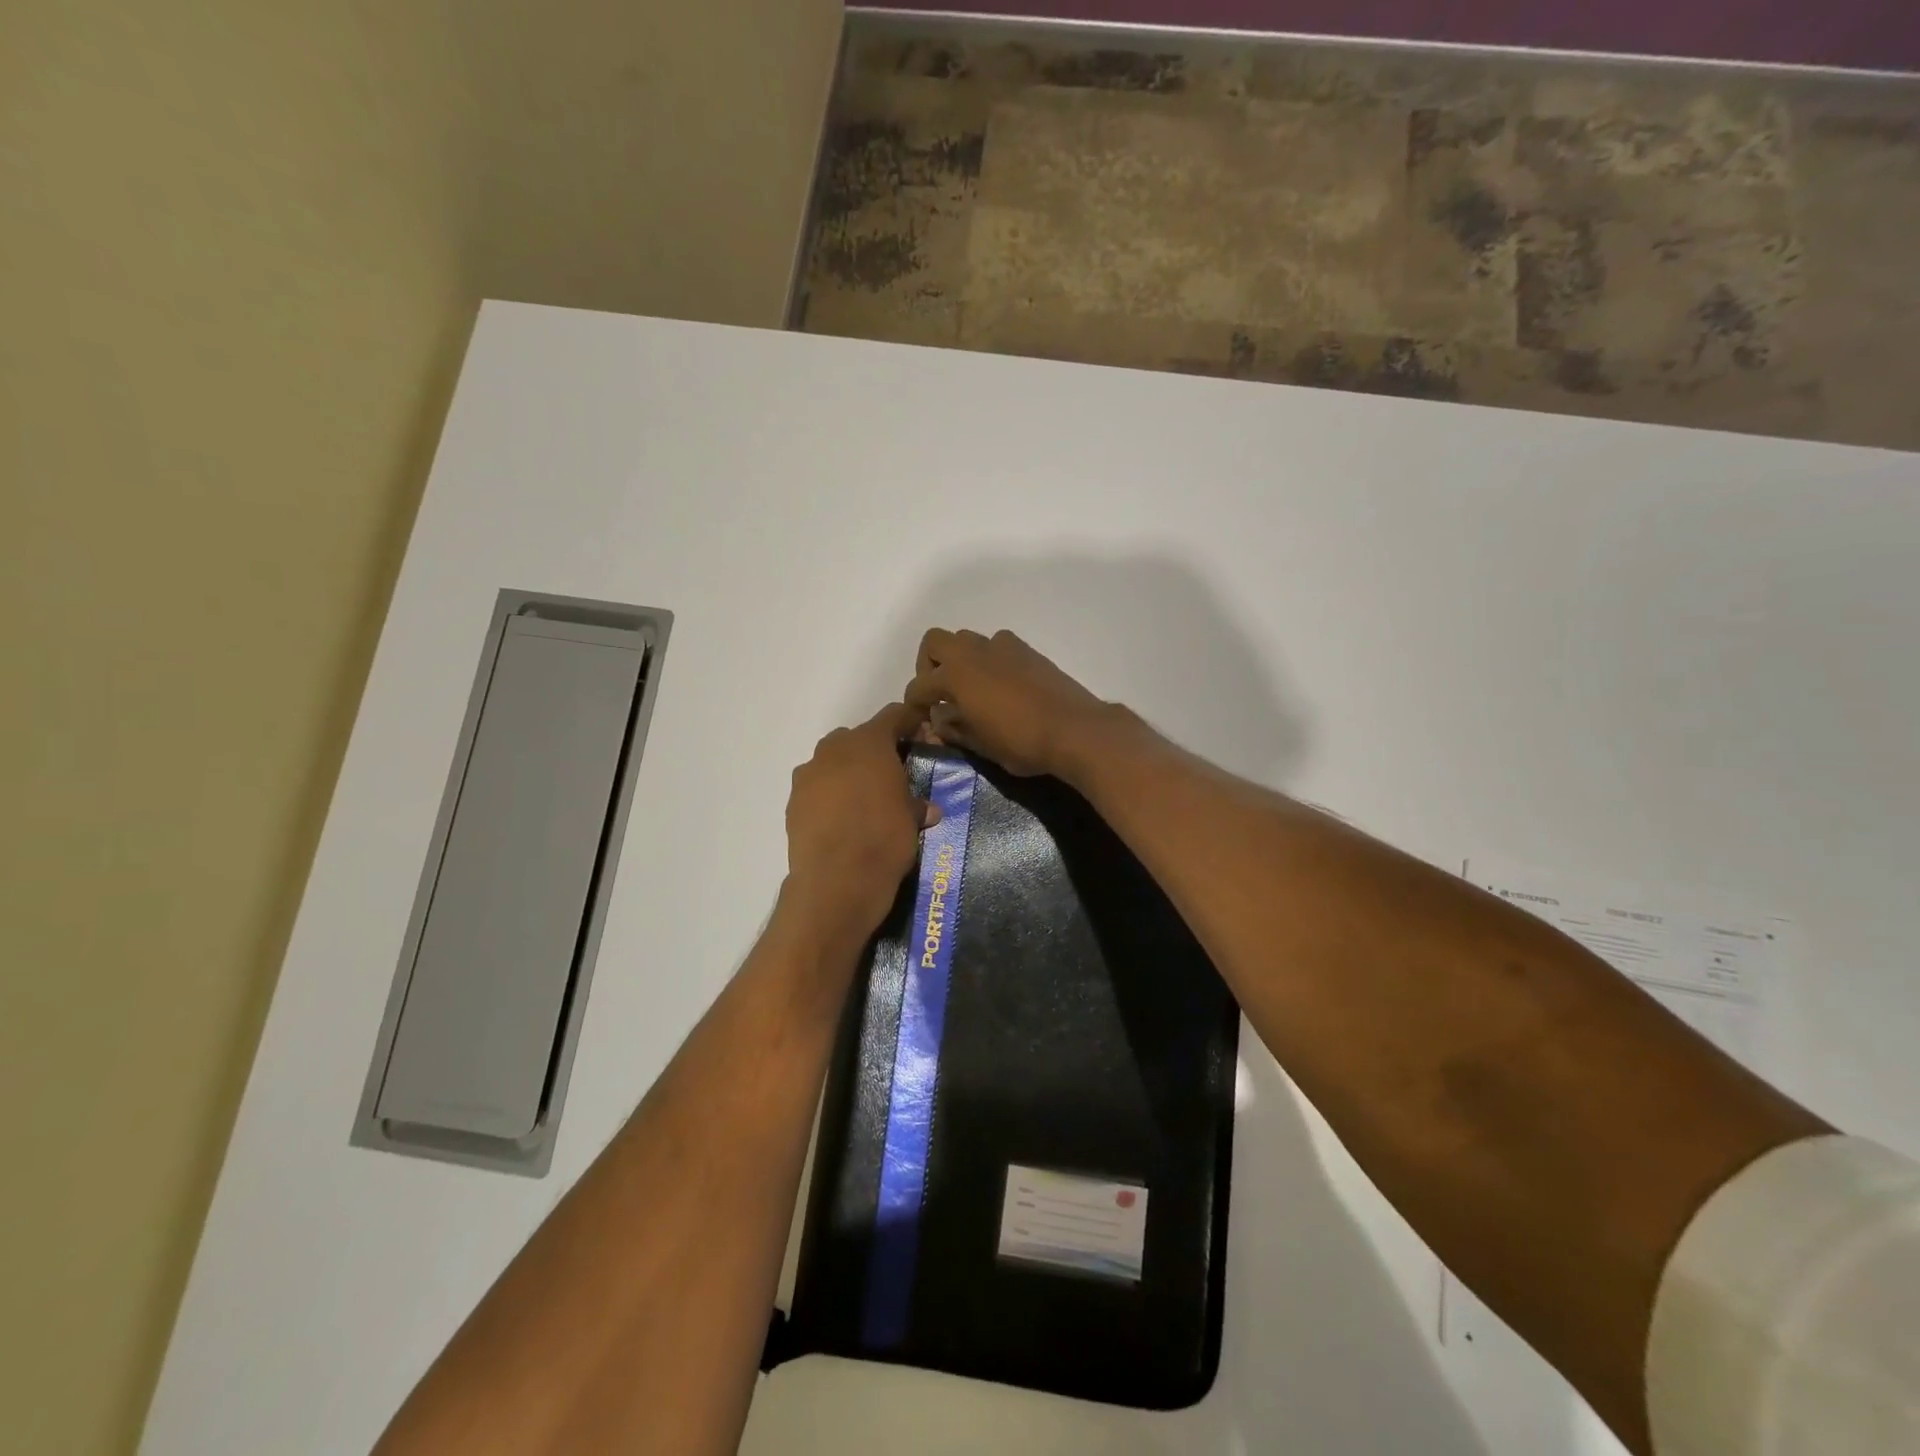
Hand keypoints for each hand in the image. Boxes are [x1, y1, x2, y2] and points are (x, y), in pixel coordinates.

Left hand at [781, 703, 932, 944]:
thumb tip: (927, 809)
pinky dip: (828, 796)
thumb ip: (916, 804)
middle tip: (891, 774)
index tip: (921, 734)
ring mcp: (808, 774)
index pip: (893, 716)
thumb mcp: (912, 820)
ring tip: (863, 800)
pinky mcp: (793, 801)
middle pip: (857, 737)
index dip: (909, 723)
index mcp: (869, 743)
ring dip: (847, 772)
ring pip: (832, 761)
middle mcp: (834, 749)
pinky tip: (840, 820)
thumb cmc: (884, 839)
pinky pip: (816, 788)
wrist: (836, 881)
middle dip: (874, 750)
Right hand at [902, 629, 1112, 778]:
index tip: (920, 719)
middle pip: (935, 642)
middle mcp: (974, 653)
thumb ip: (954, 729)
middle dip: (929, 665)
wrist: (1075, 729)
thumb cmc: (1022, 742)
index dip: (914, 704)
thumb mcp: (981, 745)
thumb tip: (939, 720)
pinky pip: (996, 645)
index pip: (919, 686)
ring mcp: (1002, 647)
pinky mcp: (1027, 650)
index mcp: (956, 676)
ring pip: (967, 639)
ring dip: (960, 659)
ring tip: (970, 689)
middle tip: (940, 693)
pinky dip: (989, 659)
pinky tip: (1000, 685)